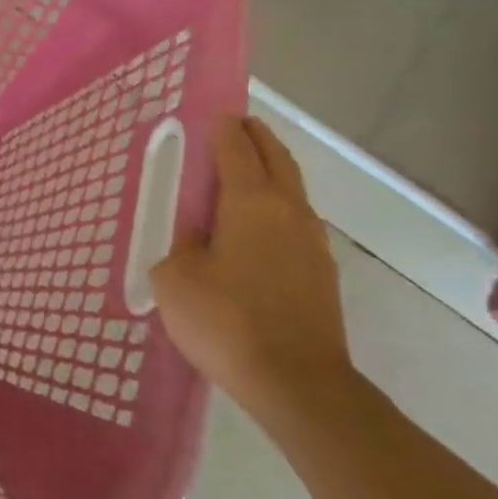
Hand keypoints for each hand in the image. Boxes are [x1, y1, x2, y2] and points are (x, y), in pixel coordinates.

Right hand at [149, 117, 352, 422]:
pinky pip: (296, 221)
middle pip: (276, 158)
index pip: (236, 148)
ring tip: (244, 172)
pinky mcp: (322, 273)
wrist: (299, 386)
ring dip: (271, 170)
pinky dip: (277, 205)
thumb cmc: (227, 322)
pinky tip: (257, 227)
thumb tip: (197, 240)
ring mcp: (312, 242)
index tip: (212, 112)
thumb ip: (179, 246)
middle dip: (256, 136)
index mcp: (250, 202)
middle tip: (235, 126)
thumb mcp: (175, 279)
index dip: (222, 127)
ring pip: (292, 189)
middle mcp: (288, 211)